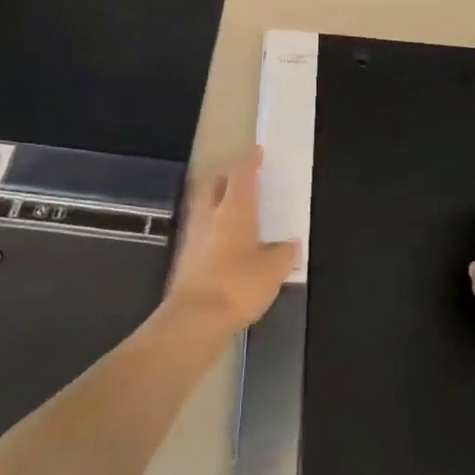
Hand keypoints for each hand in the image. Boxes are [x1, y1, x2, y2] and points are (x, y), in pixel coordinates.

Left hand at [164, 150, 298, 334]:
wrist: (194, 321)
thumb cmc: (238, 285)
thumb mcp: (273, 269)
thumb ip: (284, 253)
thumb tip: (290, 245)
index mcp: (233, 210)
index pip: (241, 176)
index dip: (250, 162)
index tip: (258, 153)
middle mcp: (209, 217)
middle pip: (215, 186)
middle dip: (228, 179)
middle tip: (243, 180)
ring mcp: (193, 238)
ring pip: (205, 209)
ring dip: (218, 204)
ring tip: (235, 211)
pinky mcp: (184, 261)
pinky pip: (202, 234)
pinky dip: (214, 231)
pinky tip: (226, 244)